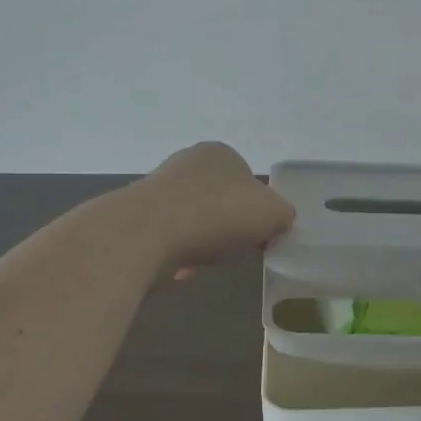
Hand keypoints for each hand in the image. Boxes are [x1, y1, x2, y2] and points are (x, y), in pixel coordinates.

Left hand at [131, 142, 295, 277]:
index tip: (260, 236)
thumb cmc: (218, 214)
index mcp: (220, 153)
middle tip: (236, 249)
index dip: (257, 210)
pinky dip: (178, 253)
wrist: (149, 233)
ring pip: (194, 220)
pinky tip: (181, 268)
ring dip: (202, 241)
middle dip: (228, 226)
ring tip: (207, 261)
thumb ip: (283, 214)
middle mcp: (187, 162)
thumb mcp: (272, 213)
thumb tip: (279, 220)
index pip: (247, 180)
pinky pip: (169, 238)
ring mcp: (158, 188)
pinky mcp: (137, 217)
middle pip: (220, 199)